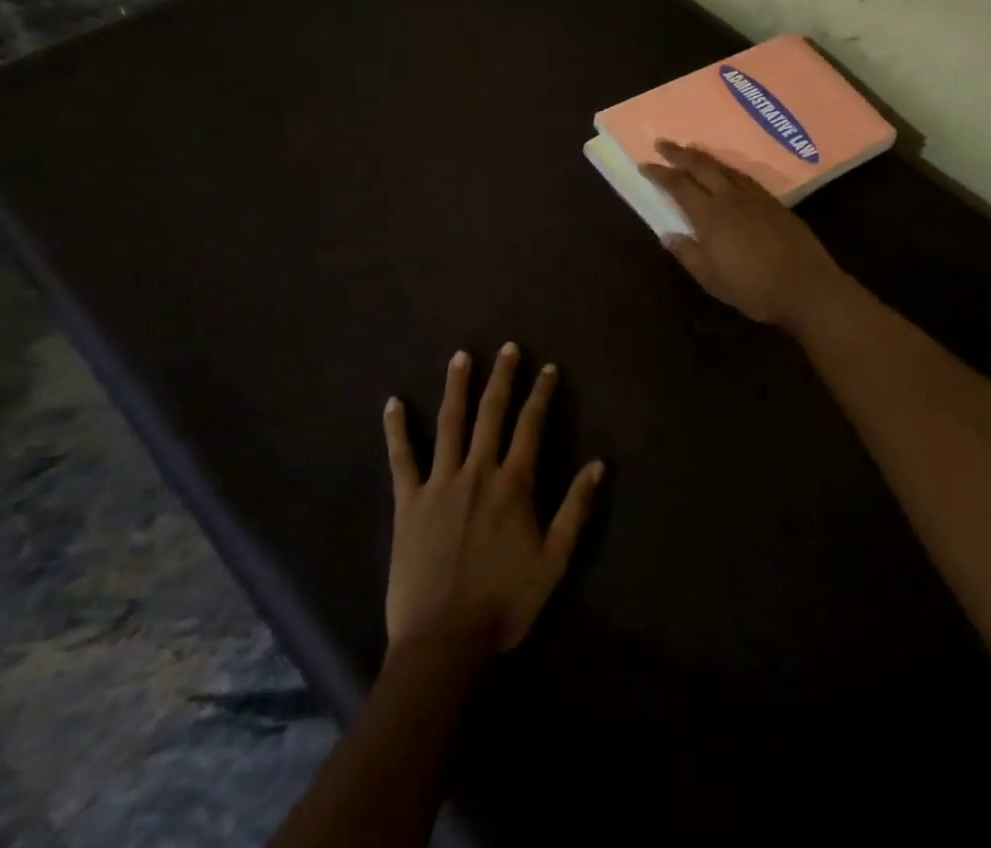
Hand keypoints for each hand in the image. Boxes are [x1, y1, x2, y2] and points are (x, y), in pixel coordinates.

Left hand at [382, 344, 605, 660]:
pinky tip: (393, 403)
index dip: (541, 394)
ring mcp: (439, 483)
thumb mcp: (553, 561)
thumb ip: (575, 510)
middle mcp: (477, 472)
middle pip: (491, 413)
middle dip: (502, 378)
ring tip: (460, 357)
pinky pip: (401, 458)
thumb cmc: (503, 603)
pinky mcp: (408, 502)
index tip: (548, 368)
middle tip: (507, 348)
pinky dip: (397, 429)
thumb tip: (597, 464)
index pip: (531, 426)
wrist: (443, 642)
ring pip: (449, 424)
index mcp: (513, 484)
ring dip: (456, 387)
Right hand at [641, 140, 849, 329]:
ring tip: (691, 150)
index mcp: (711, 216)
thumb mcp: (712, 279)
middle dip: (679, 154)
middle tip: (662, 143)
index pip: (679, 186)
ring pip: (725, 168)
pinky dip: (728, 169)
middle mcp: (731, 198)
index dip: (660, 174)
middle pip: (701, 167)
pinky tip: (727, 172)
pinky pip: (744, 176)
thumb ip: (688, 254)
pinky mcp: (774, 203)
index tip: (644, 165)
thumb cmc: (754, 288)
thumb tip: (667, 234)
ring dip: (704, 157)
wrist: (807, 286)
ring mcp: (755, 197)